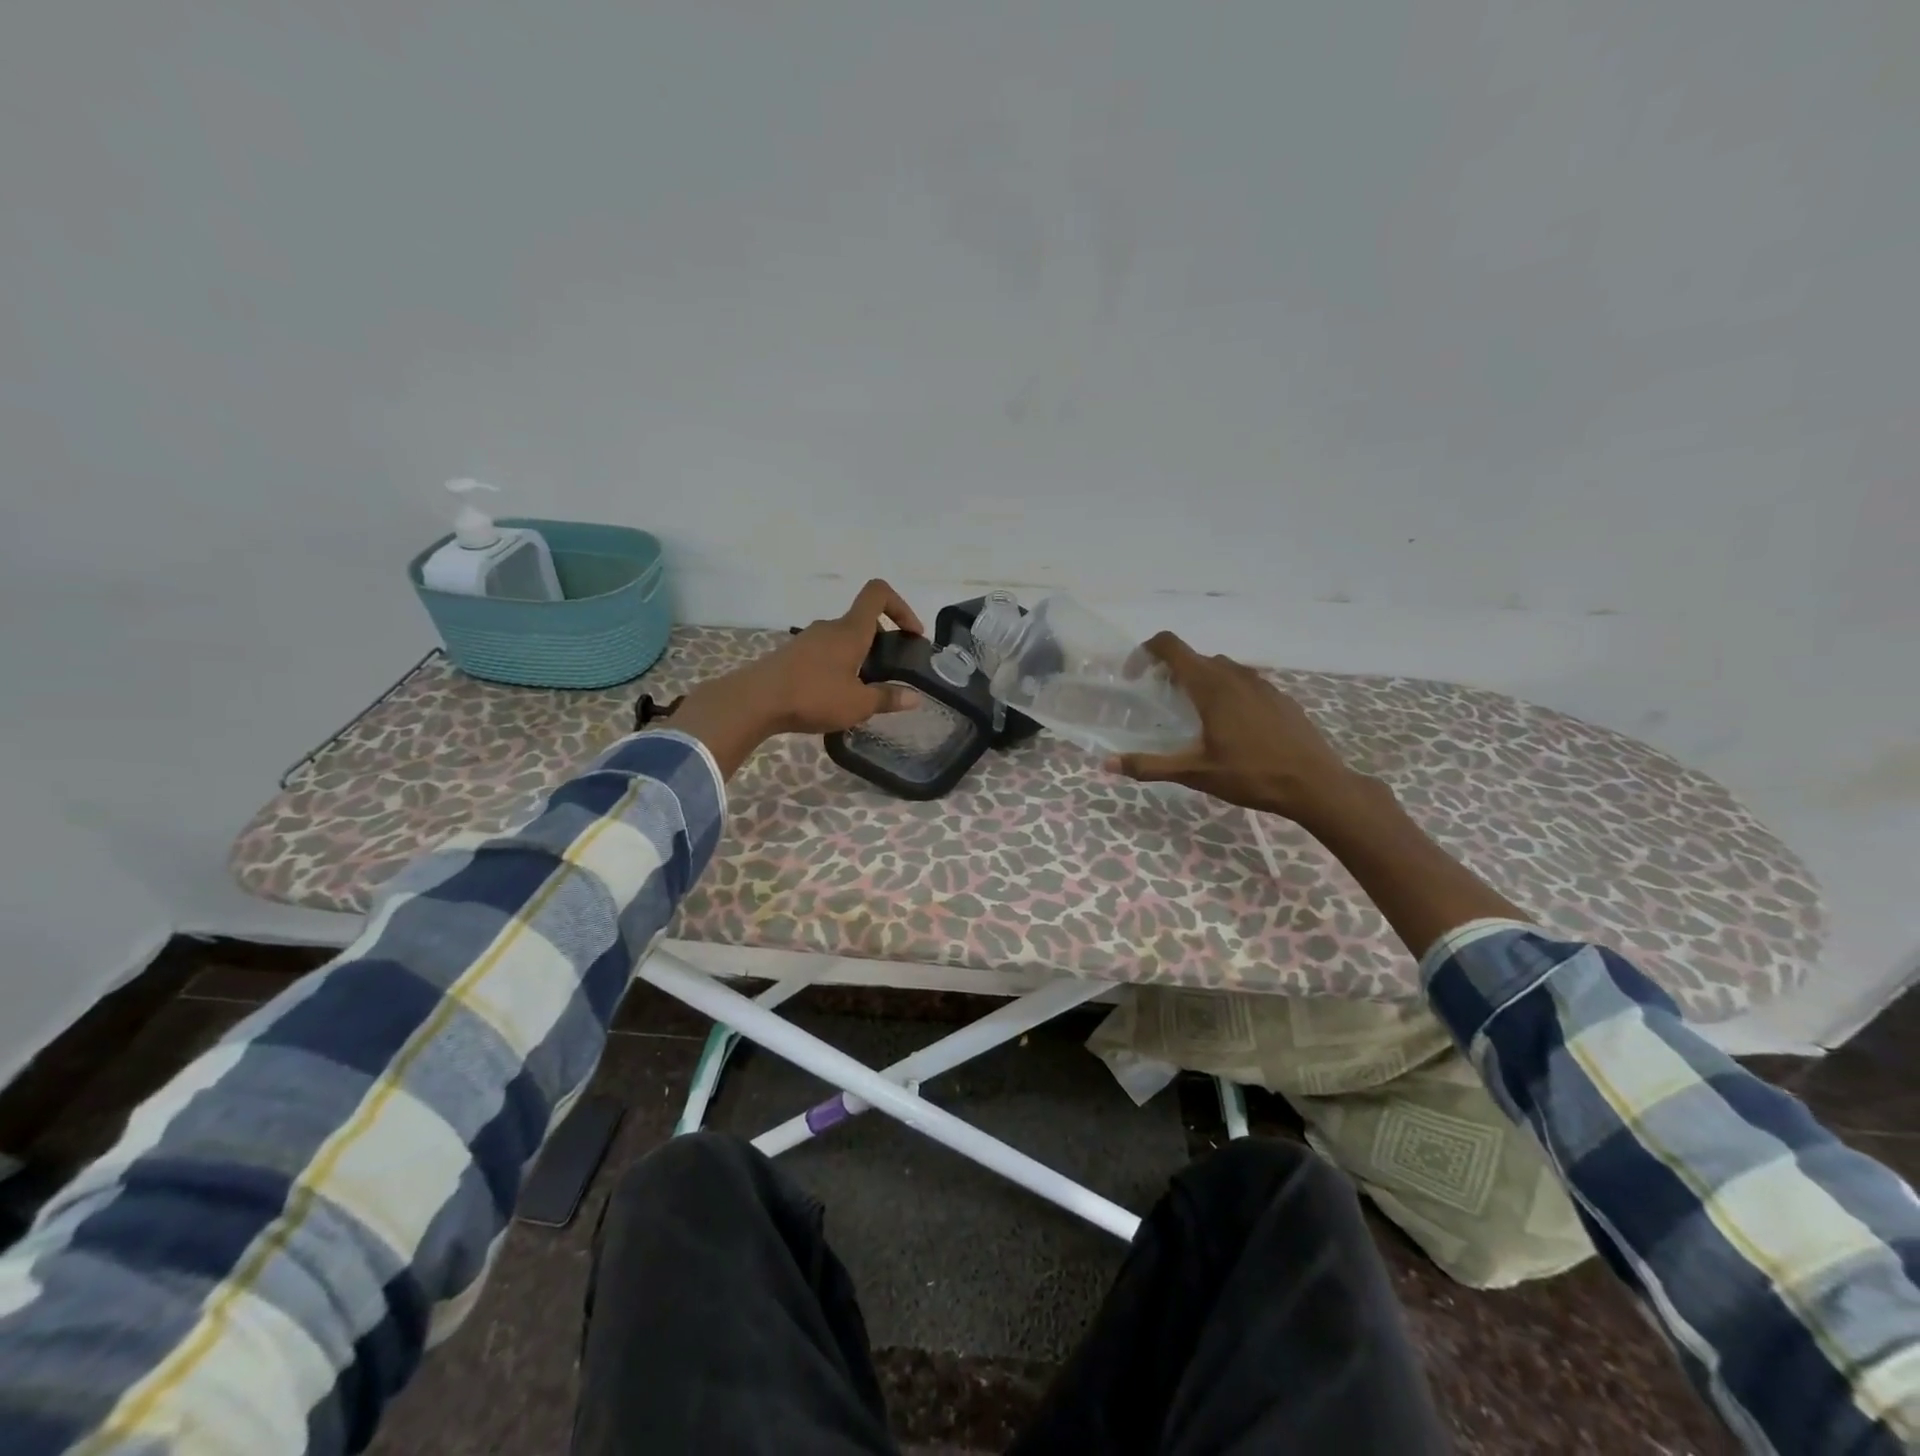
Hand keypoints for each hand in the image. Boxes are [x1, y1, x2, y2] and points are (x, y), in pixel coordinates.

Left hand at [751, 579, 925, 733]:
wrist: (754, 702)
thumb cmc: (813, 696)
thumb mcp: (858, 705)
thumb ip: (887, 698)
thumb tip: (915, 697)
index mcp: (851, 630)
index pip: (878, 594)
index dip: (901, 606)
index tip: (911, 634)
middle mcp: (830, 627)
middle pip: (862, 621)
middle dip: (882, 642)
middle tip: (890, 673)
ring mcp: (808, 640)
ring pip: (842, 639)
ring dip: (858, 657)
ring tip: (862, 691)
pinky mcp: (792, 655)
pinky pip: (824, 653)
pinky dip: (837, 667)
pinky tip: (835, 696)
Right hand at [1107, 632, 1361, 825]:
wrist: (1316, 784)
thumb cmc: (1251, 775)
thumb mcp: (1195, 773)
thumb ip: (1149, 766)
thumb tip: (1107, 764)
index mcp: (1210, 685)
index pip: (1170, 645)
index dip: (1146, 652)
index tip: (1136, 675)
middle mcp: (1234, 675)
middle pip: (1193, 657)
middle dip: (1170, 672)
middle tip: (1160, 704)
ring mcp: (1261, 683)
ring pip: (1220, 668)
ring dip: (1199, 681)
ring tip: (1194, 715)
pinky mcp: (1279, 696)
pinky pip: (1243, 682)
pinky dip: (1226, 692)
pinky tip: (1231, 727)